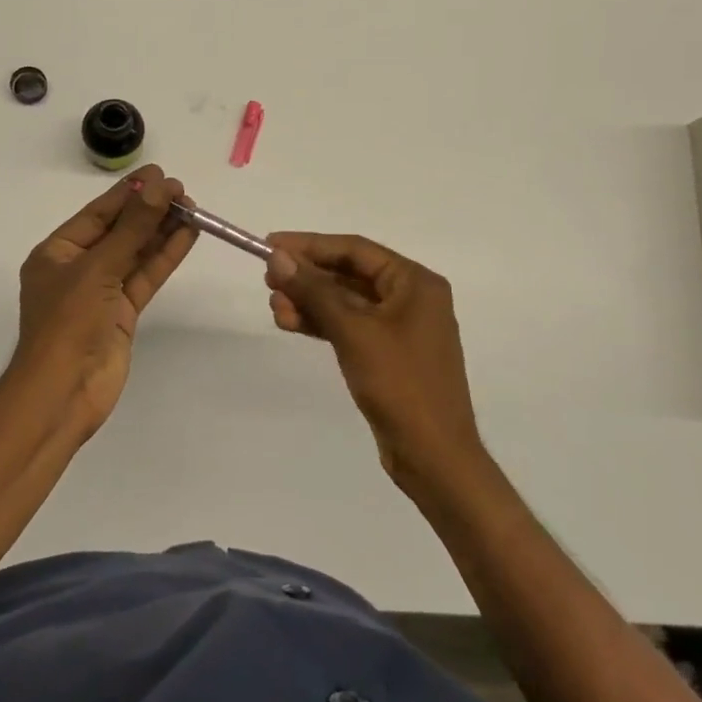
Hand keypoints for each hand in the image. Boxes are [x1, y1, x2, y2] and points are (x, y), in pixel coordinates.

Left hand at [12, 165, 196, 436]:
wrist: (64, 392)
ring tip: (193, 208)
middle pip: (119, 231)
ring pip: (136, 253)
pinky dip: (165, 257)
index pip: (97, 214)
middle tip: (183, 191)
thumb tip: (159, 187)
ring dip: (162, 231)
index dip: (129, 193)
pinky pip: (145, 277)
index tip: (159, 174)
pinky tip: (187, 236)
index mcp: (57, 253)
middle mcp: (78, 268)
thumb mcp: (99, 268)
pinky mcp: (122, 313)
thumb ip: (133, 228)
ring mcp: (101, 292)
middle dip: (149, 211)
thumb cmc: (68, 323)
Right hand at [265, 233, 482, 488]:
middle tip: (268, 279)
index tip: (271, 246)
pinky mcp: (387, 354)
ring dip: (309, 301)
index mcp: (415, 282)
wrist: (433, 456)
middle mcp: (410, 298)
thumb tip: (278, 258)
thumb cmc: (400, 384)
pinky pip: (349, 326)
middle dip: (307, 276)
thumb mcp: (353, 331)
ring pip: (345, 302)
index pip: (355, 249)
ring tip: (274, 307)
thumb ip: (315, 291)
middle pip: (349, 273)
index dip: (310, 245)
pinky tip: (290, 323)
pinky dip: (321, 323)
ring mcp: (399, 328)